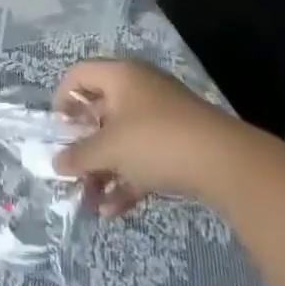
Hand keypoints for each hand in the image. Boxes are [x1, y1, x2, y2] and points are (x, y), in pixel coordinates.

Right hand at [53, 59, 255, 214]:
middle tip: (72, 172)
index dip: (62, 100)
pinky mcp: (180, 143)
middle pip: (100, 112)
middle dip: (83, 147)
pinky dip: (128, 179)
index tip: (58, 131)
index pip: (79, 75)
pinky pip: (144, 157)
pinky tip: (114, 210)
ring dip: (103, 170)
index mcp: (121, 76)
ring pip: (122, 140)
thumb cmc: (156, 142)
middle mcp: (140, 89)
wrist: (227, 163)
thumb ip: (78, 156)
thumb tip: (57, 163)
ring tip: (90, 201)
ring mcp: (162, 117)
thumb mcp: (109, 150)